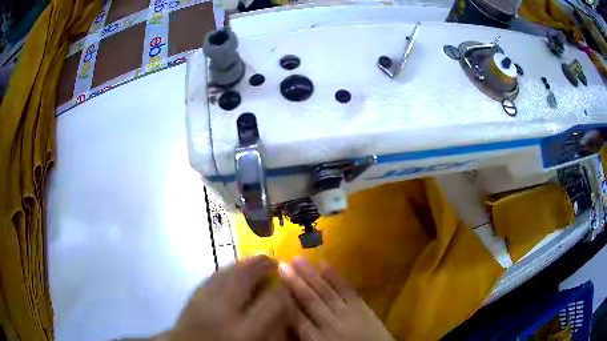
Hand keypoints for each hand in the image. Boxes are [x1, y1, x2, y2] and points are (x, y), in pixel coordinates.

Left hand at [172, 255, 295, 340]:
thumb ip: (273, 328)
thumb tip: (285, 306)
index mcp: (244, 332)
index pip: (272, 302)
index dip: (284, 290)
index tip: (288, 286)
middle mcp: (223, 313)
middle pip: (245, 278)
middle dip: (261, 265)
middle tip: (273, 260)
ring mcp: (204, 301)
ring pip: (226, 273)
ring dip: (244, 264)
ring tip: (256, 261)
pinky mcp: (192, 296)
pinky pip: (213, 276)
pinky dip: (227, 269)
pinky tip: (234, 269)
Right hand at [280, 259, 394, 340]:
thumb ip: (305, 336)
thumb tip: (289, 321)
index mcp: (318, 339)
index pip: (297, 318)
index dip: (286, 300)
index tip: (275, 284)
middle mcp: (330, 325)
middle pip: (310, 301)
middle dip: (295, 283)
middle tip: (281, 265)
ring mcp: (348, 314)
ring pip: (326, 293)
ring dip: (311, 276)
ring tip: (298, 260)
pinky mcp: (362, 307)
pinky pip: (348, 291)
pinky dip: (337, 277)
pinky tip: (325, 265)